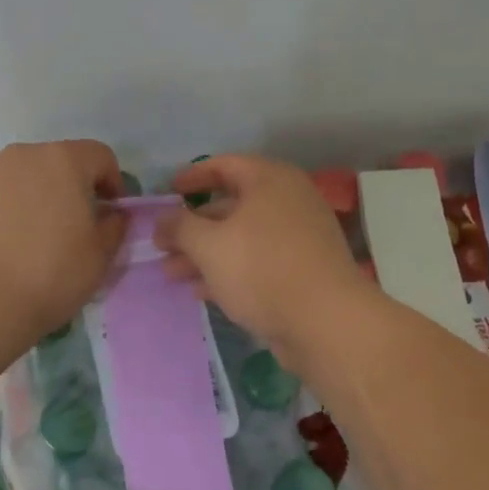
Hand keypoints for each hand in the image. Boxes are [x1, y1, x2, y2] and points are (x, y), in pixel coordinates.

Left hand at [0, 141, 127, 340]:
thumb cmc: (52, 274)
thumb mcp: (101, 255)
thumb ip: (114, 225)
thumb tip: (111, 214)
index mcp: (64, 161)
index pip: (100, 156)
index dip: (112, 182)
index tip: (110, 213)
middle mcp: (23, 156)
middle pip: (57, 162)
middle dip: (70, 187)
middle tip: (72, 226)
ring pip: (22, 177)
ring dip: (34, 197)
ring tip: (32, 237)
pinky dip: (3, 211)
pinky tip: (2, 246)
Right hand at [155, 155, 375, 359]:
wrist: (326, 323)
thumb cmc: (263, 269)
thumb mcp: (209, 245)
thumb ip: (179, 227)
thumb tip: (163, 219)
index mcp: (270, 181)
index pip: (224, 165)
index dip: (192, 177)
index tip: (168, 193)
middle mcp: (288, 201)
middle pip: (230, 205)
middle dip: (193, 227)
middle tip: (162, 244)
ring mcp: (299, 238)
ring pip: (241, 238)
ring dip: (205, 253)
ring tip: (171, 273)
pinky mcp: (302, 271)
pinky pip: (257, 262)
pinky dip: (229, 270)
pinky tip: (201, 291)